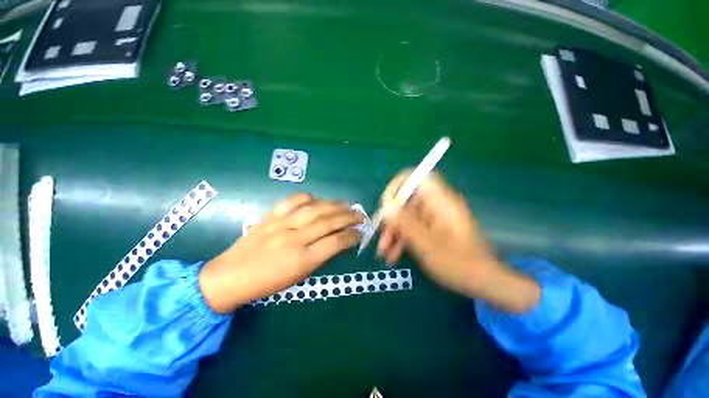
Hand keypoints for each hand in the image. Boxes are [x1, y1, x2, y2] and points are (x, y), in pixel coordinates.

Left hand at [199, 193, 362, 313]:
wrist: (230, 276)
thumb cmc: (267, 283)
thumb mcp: (298, 277)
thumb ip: (319, 257)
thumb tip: (337, 241)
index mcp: (302, 260)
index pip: (335, 243)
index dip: (351, 236)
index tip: (360, 232)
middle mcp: (294, 239)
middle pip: (327, 222)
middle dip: (348, 217)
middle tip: (359, 215)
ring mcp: (281, 225)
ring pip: (314, 209)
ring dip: (334, 205)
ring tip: (346, 204)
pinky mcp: (271, 217)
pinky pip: (292, 201)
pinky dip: (308, 198)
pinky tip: (318, 199)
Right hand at [377, 170, 539, 312]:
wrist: (485, 283)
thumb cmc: (458, 263)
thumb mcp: (426, 244)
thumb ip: (405, 223)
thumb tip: (386, 205)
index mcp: (440, 202)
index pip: (418, 177)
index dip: (399, 185)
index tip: (386, 204)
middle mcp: (437, 206)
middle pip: (408, 201)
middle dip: (391, 219)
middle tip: (381, 236)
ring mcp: (435, 218)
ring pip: (408, 217)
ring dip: (394, 233)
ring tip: (384, 253)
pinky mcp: (434, 230)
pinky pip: (414, 228)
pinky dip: (403, 239)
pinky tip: (394, 256)